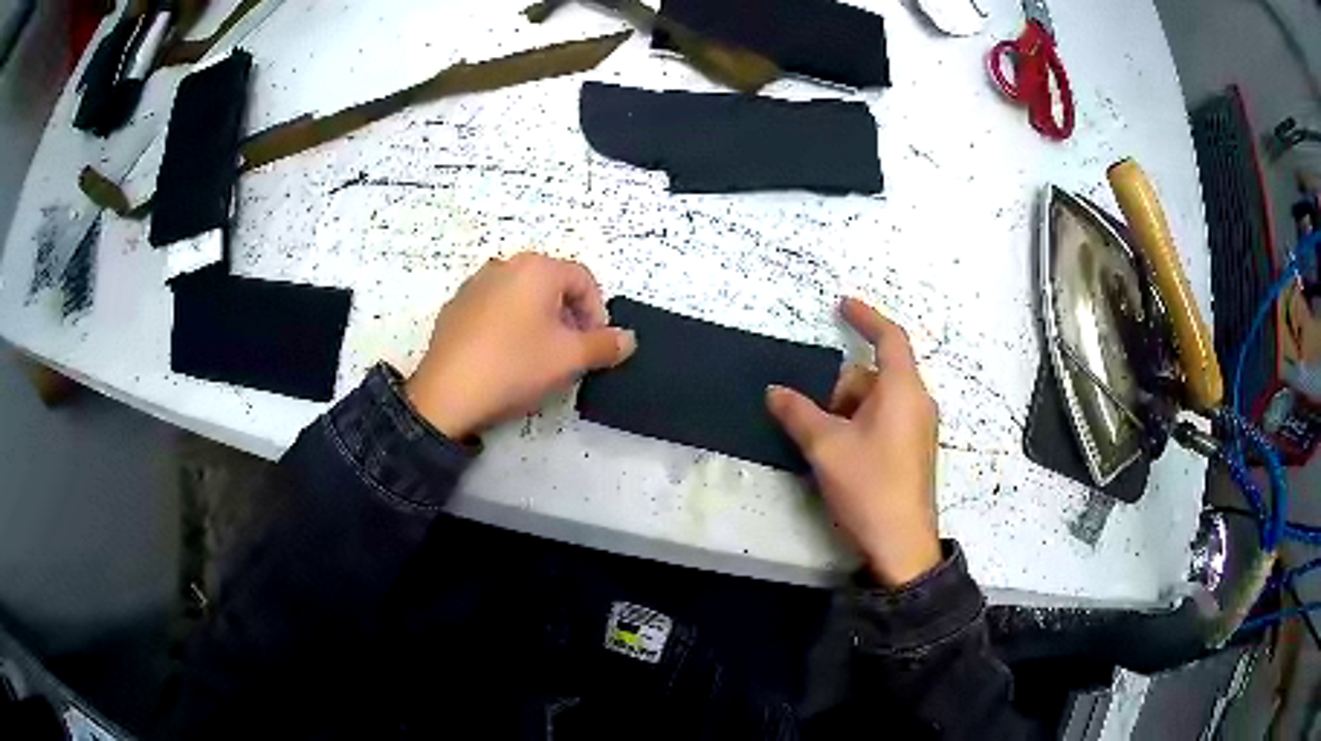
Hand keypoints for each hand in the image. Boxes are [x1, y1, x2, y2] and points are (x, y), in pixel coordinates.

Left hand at [406, 253, 635, 438]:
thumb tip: (627, 339)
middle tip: (570, 352)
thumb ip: (604, 345)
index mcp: (536, 268)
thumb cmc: (515, 367)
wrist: (446, 395)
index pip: (583, 280)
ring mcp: (475, 284)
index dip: (597, 313)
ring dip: (539, 320)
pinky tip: (504, 357)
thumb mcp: (569, 359)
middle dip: (568, 316)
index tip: (594, 346)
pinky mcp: (455, 307)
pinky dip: (508, 325)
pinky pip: (494, 308)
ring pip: (521, 296)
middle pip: (551, 284)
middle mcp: (505, 265)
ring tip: (537, 356)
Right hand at [767, 298, 940, 587]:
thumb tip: (774, 391)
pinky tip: (840, 454)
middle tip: (814, 417)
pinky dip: (859, 424)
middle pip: (876, 374)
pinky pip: (884, 420)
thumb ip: (798, 413)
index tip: (842, 305)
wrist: (901, 544)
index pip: (889, 338)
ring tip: (823, 443)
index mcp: (903, 390)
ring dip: (847, 411)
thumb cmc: (869, 486)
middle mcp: (917, 402)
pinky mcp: (913, 450)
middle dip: (841, 387)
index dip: (866, 317)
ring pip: (877, 400)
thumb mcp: (826, 447)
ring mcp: (918, 428)